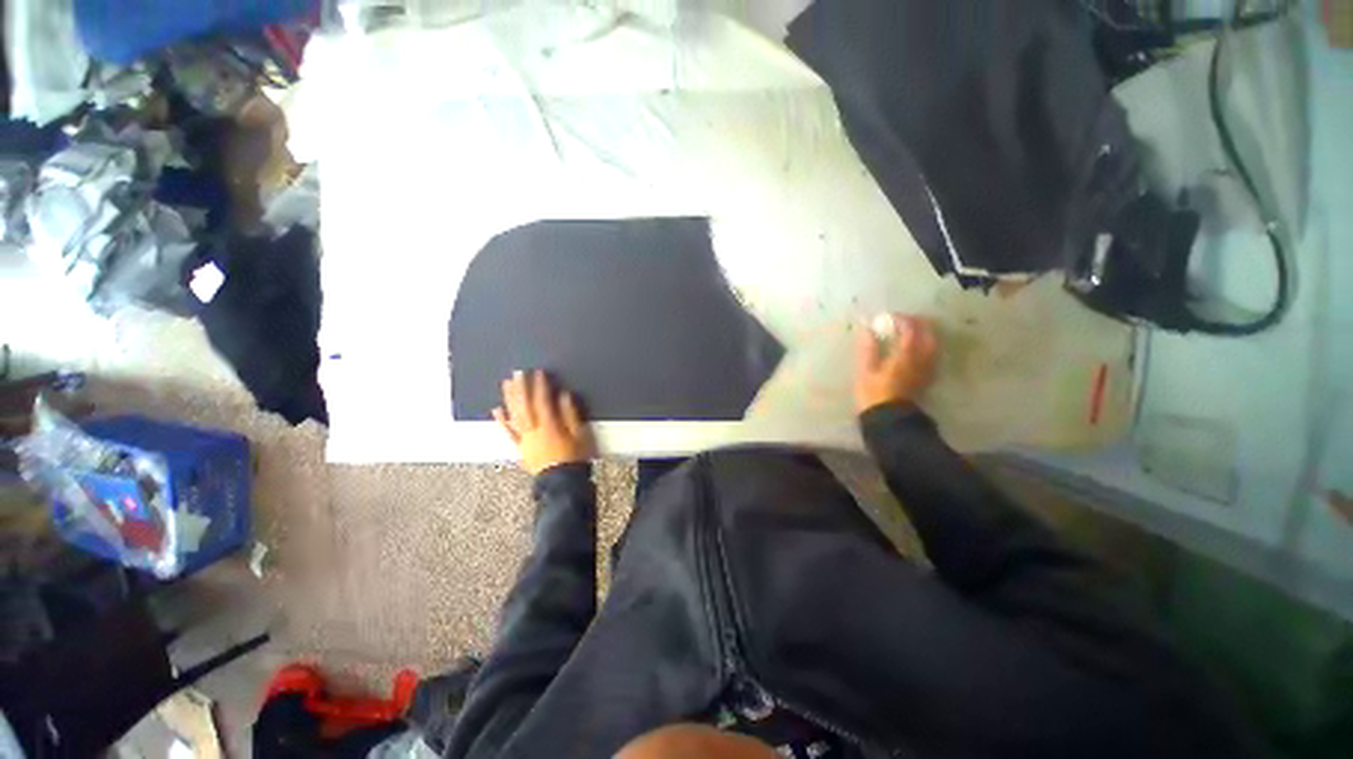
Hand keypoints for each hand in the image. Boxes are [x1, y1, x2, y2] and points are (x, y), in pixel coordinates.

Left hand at [494, 370, 594, 474]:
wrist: (562, 483)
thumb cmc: (574, 457)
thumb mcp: (580, 435)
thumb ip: (571, 414)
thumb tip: (563, 395)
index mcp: (550, 426)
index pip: (543, 401)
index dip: (540, 386)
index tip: (538, 372)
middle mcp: (533, 431)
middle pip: (525, 406)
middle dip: (521, 388)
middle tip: (518, 372)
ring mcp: (524, 440)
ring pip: (515, 416)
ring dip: (510, 399)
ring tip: (507, 384)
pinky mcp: (520, 448)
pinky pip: (509, 434)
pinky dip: (502, 422)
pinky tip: (497, 410)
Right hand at [854, 314, 938, 412]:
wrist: (888, 419)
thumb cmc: (872, 393)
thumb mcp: (864, 370)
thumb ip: (868, 348)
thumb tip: (867, 329)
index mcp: (905, 355)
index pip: (910, 330)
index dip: (901, 320)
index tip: (889, 317)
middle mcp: (921, 360)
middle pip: (928, 335)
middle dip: (918, 324)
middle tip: (903, 321)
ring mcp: (926, 369)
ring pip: (933, 345)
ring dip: (925, 334)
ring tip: (911, 331)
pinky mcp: (926, 378)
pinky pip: (932, 356)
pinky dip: (926, 346)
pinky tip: (917, 349)